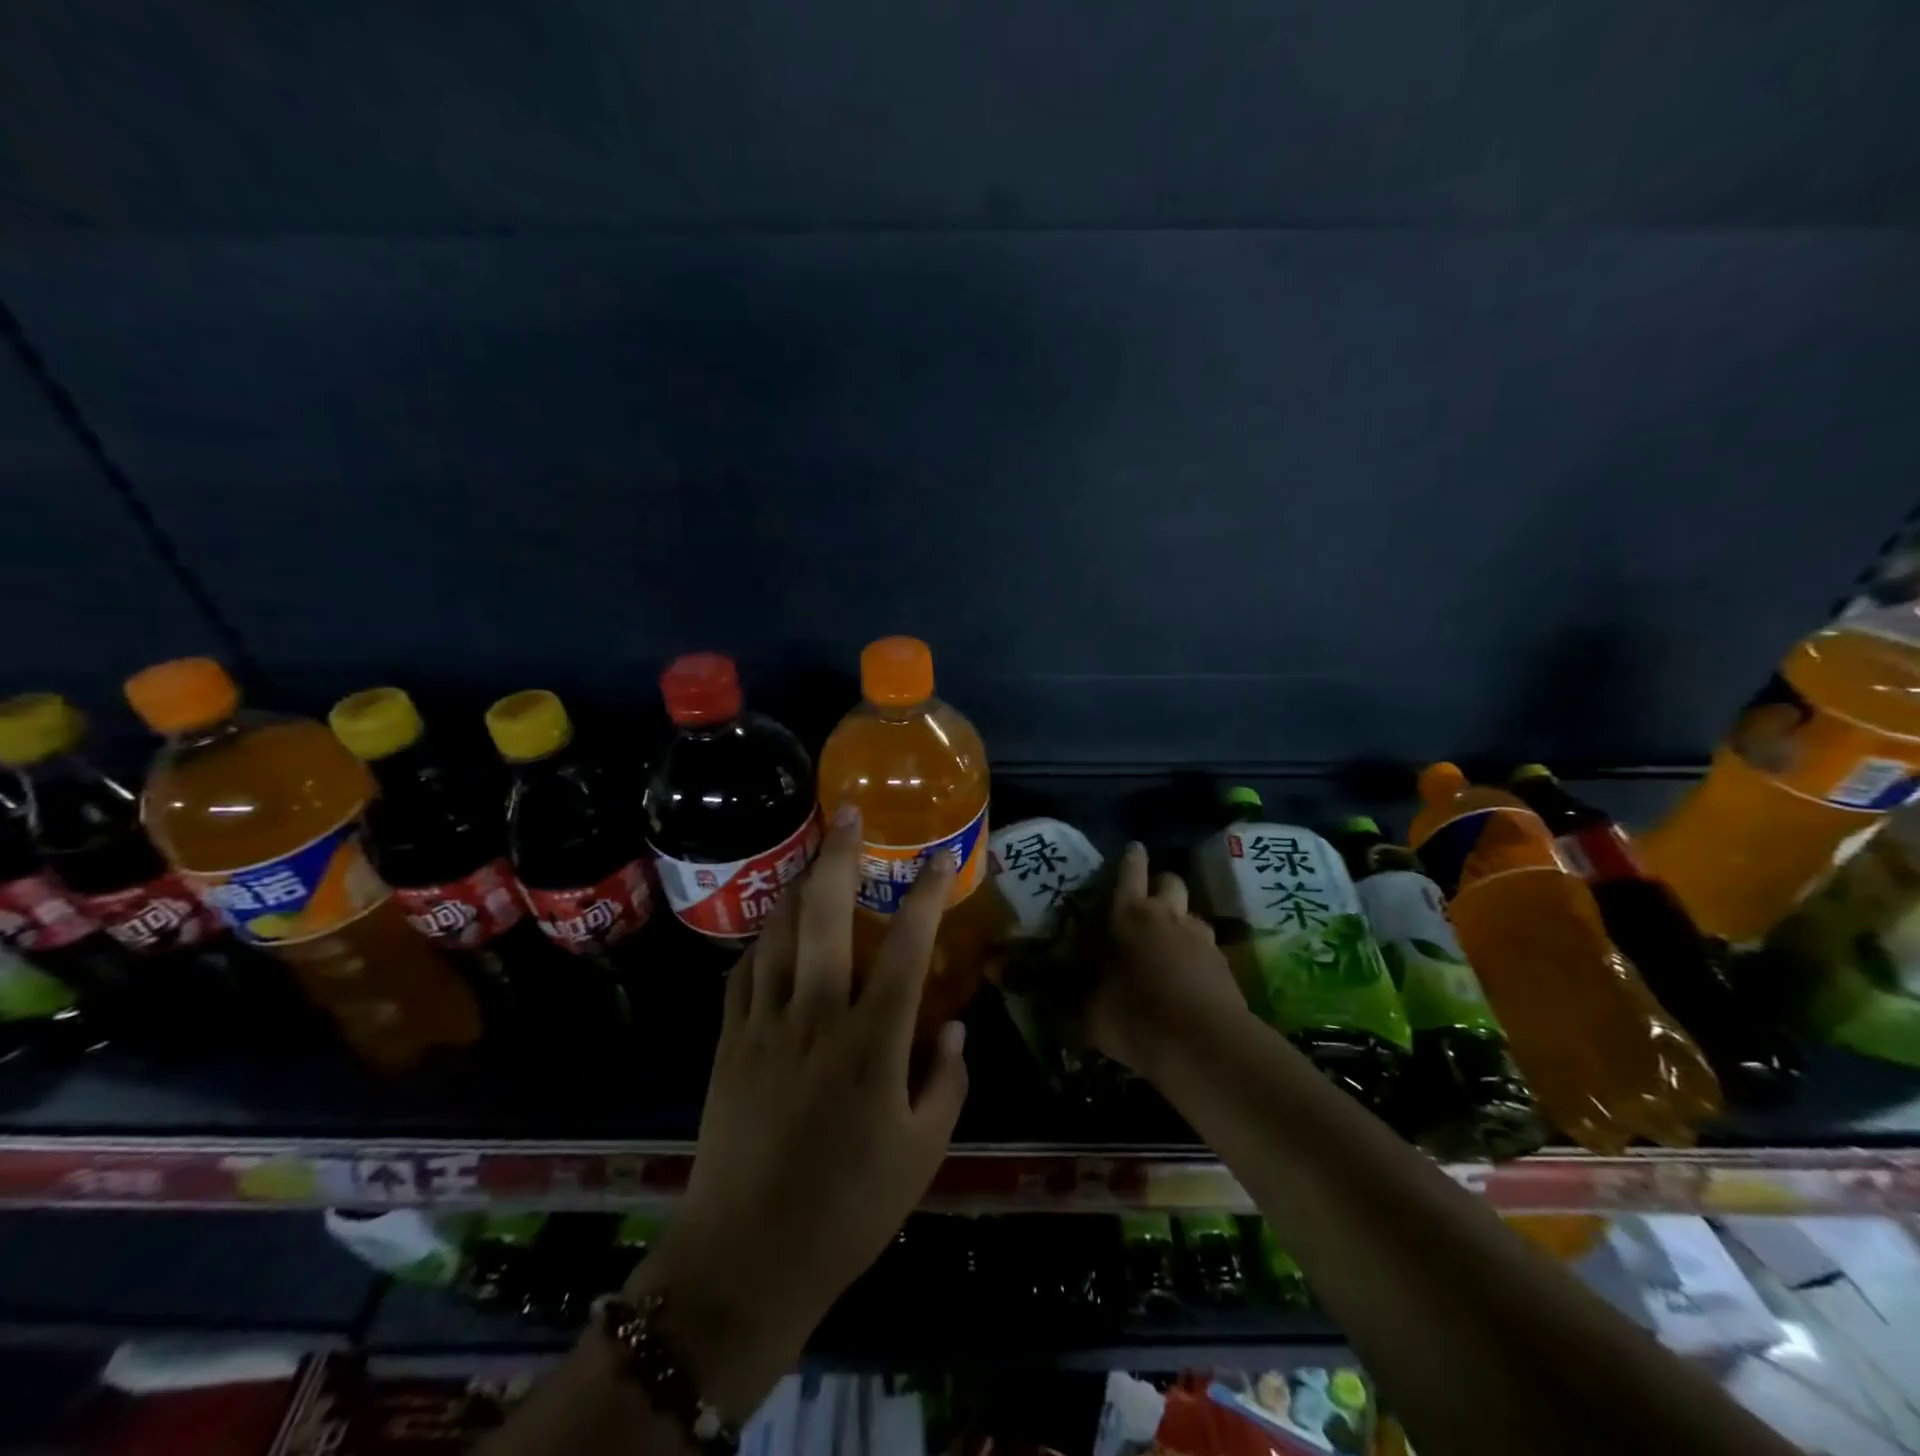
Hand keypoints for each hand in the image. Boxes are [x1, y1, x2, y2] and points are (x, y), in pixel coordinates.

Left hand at [631, 807, 968, 1415]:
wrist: (746, 1260)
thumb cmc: (849, 1209)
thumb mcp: (923, 1152)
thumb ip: (947, 1079)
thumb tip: (953, 1023)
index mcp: (872, 1042)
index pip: (906, 946)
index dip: (925, 893)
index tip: (938, 855)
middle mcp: (816, 1015)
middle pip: (825, 913)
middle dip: (839, 855)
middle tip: (848, 814)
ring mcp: (764, 1024)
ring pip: (778, 931)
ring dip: (798, 885)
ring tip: (814, 856)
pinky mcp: (728, 1042)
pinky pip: (745, 970)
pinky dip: (763, 938)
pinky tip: (774, 928)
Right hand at [1085, 842, 1250, 1076]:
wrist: (1207, 1046)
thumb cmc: (1136, 1017)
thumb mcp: (1089, 1013)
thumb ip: (1068, 997)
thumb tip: (1027, 987)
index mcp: (1129, 916)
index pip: (1130, 872)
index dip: (1131, 858)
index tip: (1134, 847)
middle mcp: (1167, 916)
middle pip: (1170, 881)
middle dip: (1160, 884)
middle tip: (1149, 899)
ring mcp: (1201, 938)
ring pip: (1192, 913)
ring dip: (1181, 920)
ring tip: (1169, 941)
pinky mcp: (1224, 964)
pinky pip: (1208, 946)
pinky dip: (1197, 953)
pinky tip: (1188, 975)